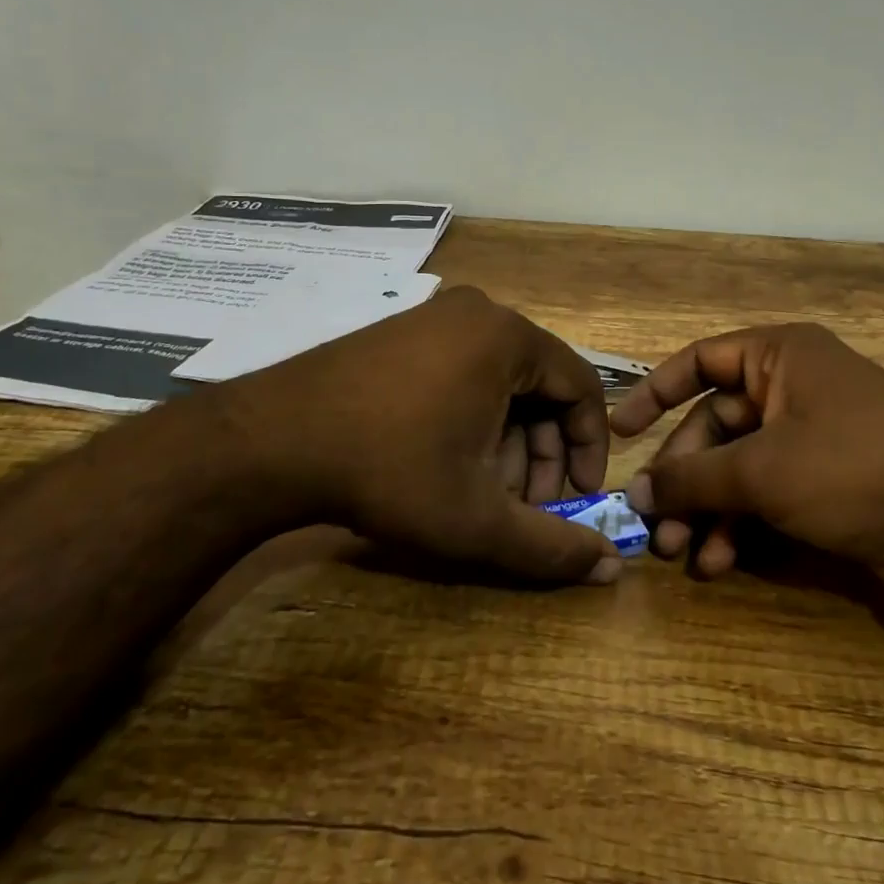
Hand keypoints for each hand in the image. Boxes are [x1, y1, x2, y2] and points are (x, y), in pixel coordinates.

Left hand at [208, 286, 620, 584]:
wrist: (272, 441)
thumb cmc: (391, 470)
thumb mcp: (478, 518)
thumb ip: (550, 546)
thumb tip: (612, 570)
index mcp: (508, 337)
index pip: (582, 386)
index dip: (589, 446)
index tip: (578, 496)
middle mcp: (478, 313)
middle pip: (540, 384)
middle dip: (541, 451)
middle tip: (527, 503)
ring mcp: (435, 317)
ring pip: (500, 381)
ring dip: (507, 439)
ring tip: (484, 491)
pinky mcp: (402, 332)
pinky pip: (463, 370)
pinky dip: (473, 417)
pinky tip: (448, 462)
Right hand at [610, 323, 883, 584]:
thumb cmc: (852, 468)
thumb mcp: (763, 471)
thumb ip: (693, 478)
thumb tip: (637, 493)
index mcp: (779, 356)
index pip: (698, 362)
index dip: (654, 394)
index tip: (620, 432)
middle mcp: (791, 386)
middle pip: (715, 425)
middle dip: (684, 478)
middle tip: (653, 524)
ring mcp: (808, 434)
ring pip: (738, 465)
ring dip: (707, 509)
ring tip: (680, 554)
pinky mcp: (823, 478)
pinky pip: (766, 491)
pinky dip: (741, 523)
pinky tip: (720, 561)